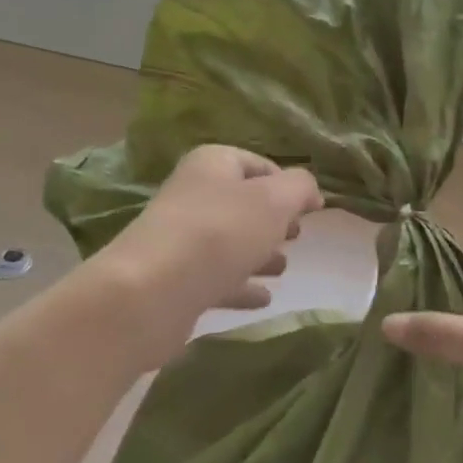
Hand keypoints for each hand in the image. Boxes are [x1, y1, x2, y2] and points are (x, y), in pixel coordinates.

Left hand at [99, 145, 323, 337]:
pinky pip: (217, 278)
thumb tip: (310, 192)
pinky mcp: (176, 280)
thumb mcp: (274, 200)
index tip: (311, 208)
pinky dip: (241, 284)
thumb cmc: (219, 233)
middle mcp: (194, 195)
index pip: (258, 164)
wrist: (151, 293)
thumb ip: (300, 187)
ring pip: (229, 241)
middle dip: (272, 219)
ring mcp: (182, 239)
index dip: (287, 183)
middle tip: (297, 235)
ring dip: (257, 252)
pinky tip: (264, 298)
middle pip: (242, 203)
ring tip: (284, 267)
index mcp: (213, 164)